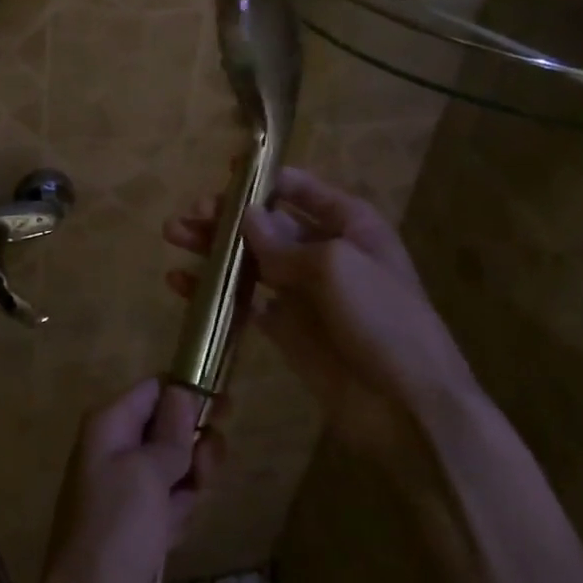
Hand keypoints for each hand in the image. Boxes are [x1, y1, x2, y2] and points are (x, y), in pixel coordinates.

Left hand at [30, 379, 220, 582]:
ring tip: (183, 509)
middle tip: (205, 471)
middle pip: (168, 428)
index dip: (188, 393)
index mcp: (109, 425)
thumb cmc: (116, 531)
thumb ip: (170, 432)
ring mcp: (124, 489)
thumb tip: (182, 391)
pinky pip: (169, 503)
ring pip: (174, 468)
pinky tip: (174, 535)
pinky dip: (179, 513)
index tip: (225, 407)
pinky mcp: (135, 526)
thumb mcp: (147, 472)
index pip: (154, 389)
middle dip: (193, 446)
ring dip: (190, 484)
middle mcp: (114, 449)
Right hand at [163, 167, 473, 456]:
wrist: (409, 410)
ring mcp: (303, 291)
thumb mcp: (334, 266)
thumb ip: (282, 242)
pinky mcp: (285, 328)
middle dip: (226, 216)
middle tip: (188, 216)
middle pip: (266, 223)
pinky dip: (214, 290)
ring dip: (213, 248)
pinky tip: (181, 283)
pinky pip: (244, 301)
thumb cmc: (382, 320)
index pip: (300, 189)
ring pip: (249, 259)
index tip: (224, 173)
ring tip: (173, 237)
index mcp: (349, 224)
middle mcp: (324, 251)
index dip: (263, 179)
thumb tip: (245, 216)